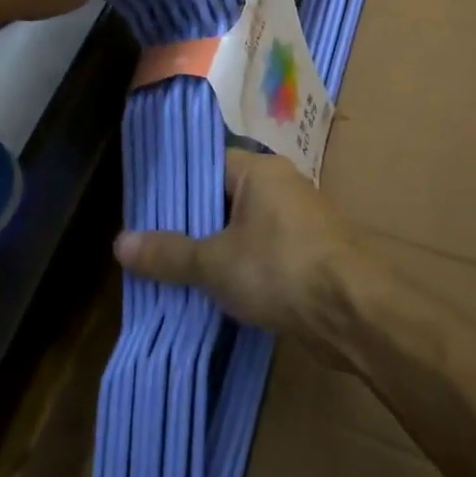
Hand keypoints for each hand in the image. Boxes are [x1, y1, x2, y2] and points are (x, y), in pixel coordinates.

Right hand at [113, 150, 376, 352]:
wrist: (355, 312)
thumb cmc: (281, 269)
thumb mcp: (214, 263)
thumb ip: (169, 253)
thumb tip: (120, 242)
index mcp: (260, 171)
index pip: (208, 164)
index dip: (176, 185)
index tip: (144, 208)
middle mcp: (282, 187)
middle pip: (224, 198)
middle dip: (191, 224)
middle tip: (150, 245)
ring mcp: (299, 221)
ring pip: (244, 229)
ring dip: (215, 250)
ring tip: (172, 272)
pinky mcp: (309, 255)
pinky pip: (263, 253)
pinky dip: (240, 268)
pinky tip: (214, 292)